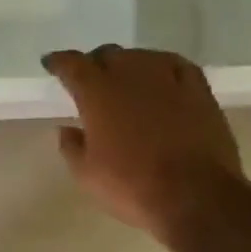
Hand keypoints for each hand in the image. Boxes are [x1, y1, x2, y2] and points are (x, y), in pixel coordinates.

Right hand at [43, 46, 241, 245]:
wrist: (195, 196)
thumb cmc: (131, 186)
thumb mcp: (86, 175)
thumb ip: (71, 147)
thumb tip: (66, 129)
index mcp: (97, 93)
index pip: (72, 65)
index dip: (59, 62)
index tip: (52, 63)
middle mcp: (131, 75)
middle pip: (108, 54)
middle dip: (95, 63)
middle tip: (90, 79)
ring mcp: (168, 78)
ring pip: (141, 56)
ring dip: (128, 64)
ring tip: (125, 79)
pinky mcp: (198, 89)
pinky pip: (175, 65)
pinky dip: (161, 66)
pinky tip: (161, 76)